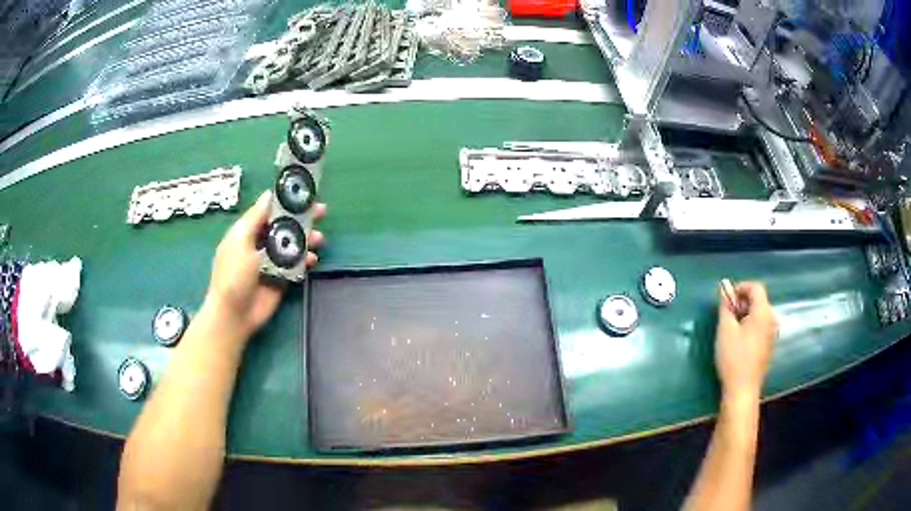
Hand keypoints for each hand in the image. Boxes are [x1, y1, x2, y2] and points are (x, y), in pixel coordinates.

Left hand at [204, 191, 325, 339]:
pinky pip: (296, 264)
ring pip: (293, 244)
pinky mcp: (281, 278)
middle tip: (322, 211)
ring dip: (307, 239)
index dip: (285, 201)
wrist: (234, 315)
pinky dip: (306, 259)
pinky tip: (313, 259)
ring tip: (320, 239)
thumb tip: (268, 194)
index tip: (304, 193)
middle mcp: (260, 243)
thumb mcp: (240, 241)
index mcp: (247, 232)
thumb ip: (255, 218)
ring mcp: (272, 262)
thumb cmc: (232, 275)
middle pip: (284, 225)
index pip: (269, 210)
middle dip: (302, 218)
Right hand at [714, 281, 777, 400]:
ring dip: (746, 314)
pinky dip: (750, 325)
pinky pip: (761, 327)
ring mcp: (772, 334)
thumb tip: (724, 289)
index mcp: (763, 312)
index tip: (726, 298)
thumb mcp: (725, 329)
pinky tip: (739, 340)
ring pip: (759, 314)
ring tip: (730, 327)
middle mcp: (771, 319)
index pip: (756, 287)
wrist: (743, 389)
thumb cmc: (733, 357)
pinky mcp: (768, 346)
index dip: (740, 287)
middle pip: (759, 300)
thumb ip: (725, 306)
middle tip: (726, 313)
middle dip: (742, 301)